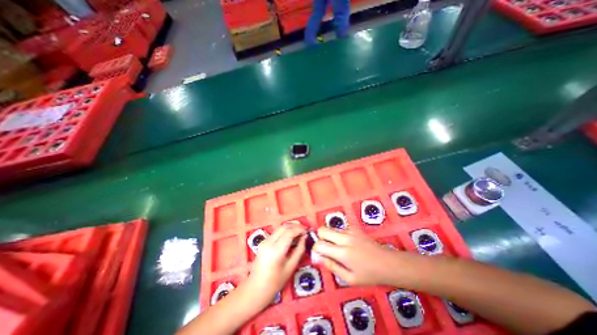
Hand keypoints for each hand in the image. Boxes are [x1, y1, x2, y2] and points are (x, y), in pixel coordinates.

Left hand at [246, 223, 304, 298]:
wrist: (255, 289)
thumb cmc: (275, 282)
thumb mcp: (291, 267)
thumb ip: (299, 250)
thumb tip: (304, 237)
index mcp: (276, 250)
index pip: (289, 232)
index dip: (299, 229)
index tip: (307, 232)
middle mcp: (269, 242)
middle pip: (284, 227)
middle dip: (295, 226)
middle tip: (304, 231)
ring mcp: (265, 241)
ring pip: (280, 228)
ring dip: (290, 228)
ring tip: (299, 233)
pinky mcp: (263, 242)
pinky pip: (276, 232)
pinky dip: (285, 231)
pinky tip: (290, 237)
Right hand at [313, 226, 404, 284]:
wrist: (388, 263)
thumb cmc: (369, 275)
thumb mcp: (350, 279)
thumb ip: (332, 266)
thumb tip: (317, 258)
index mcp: (342, 253)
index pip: (319, 244)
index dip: (316, 249)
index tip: (320, 255)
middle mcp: (344, 238)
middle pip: (322, 229)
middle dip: (320, 238)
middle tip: (327, 248)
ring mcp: (350, 231)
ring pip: (331, 228)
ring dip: (330, 236)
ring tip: (338, 247)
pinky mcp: (355, 228)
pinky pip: (340, 229)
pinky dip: (338, 235)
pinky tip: (347, 244)